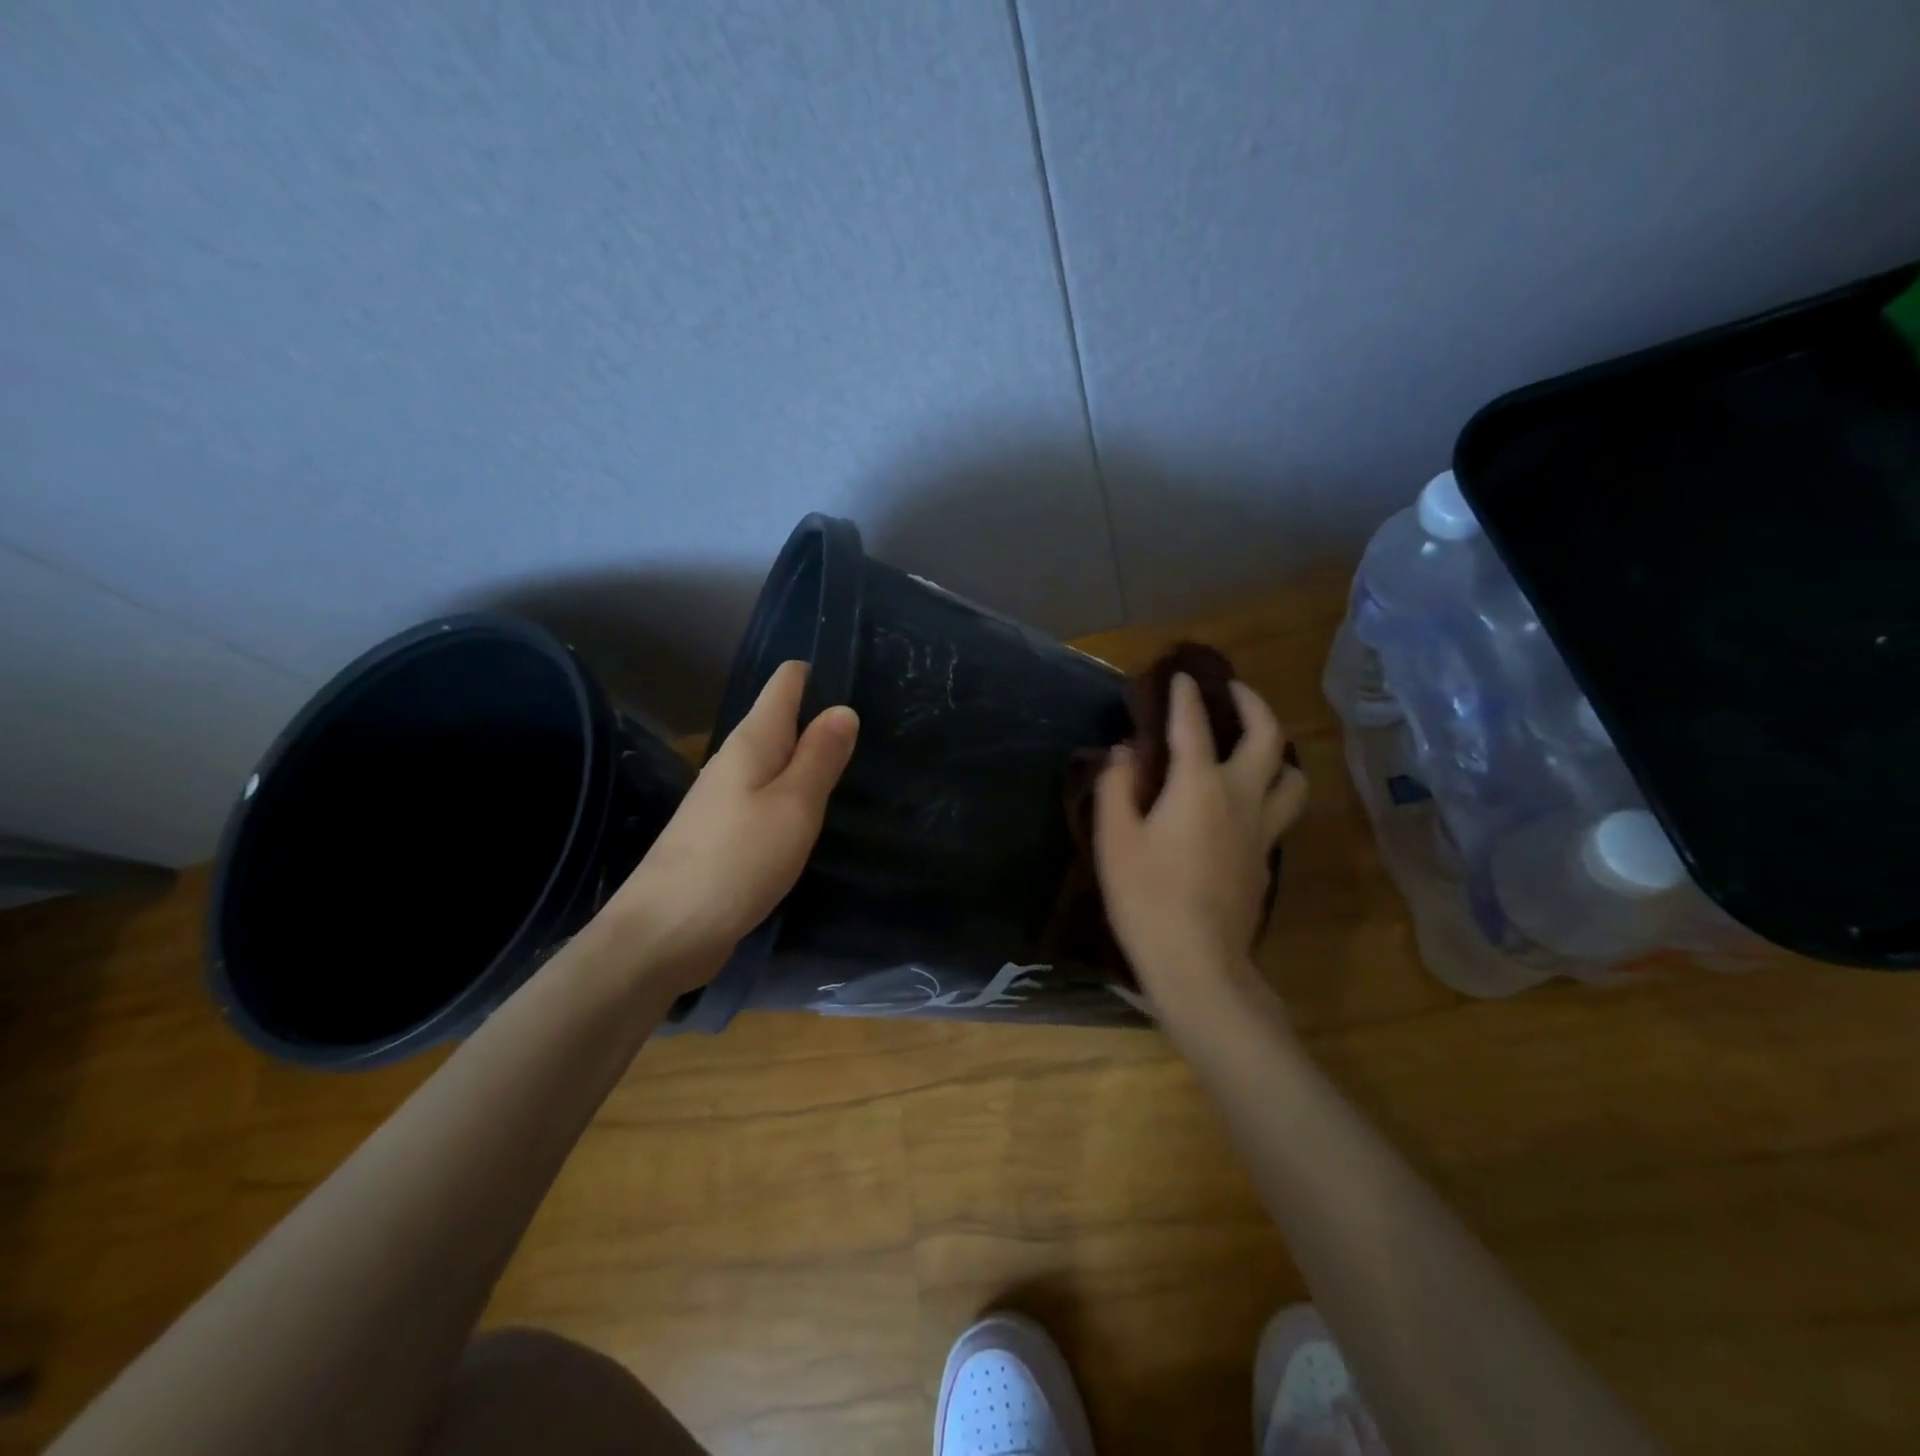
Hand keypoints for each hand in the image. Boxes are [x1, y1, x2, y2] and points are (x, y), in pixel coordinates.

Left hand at [598, 661, 857, 993]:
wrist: (663, 934)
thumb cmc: (737, 861)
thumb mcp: (793, 806)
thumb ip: (820, 758)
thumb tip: (843, 709)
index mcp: (751, 742)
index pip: (785, 684)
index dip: (818, 673)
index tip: (861, 675)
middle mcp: (734, 761)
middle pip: (781, 721)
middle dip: (822, 718)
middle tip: (878, 723)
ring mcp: (725, 799)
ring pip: (776, 762)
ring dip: (809, 758)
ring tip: (856, 761)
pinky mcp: (724, 834)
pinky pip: (768, 797)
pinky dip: (794, 794)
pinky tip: (815, 810)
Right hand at [1093, 673, 1307, 998]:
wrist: (1197, 963)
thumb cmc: (1147, 897)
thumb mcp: (1115, 839)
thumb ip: (1116, 786)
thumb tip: (1125, 753)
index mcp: (1200, 786)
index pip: (1194, 725)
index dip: (1185, 696)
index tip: (1180, 676)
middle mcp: (1241, 798)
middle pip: (1268, 738)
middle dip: (1253, 704)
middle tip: (1234, 692)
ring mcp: (1263, 831)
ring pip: (1293, 777)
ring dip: (1278, 752)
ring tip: (1254, 748)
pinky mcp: (1267, 860)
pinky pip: (1280, 811)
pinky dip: (1269, 791)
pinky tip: (1245, 803)